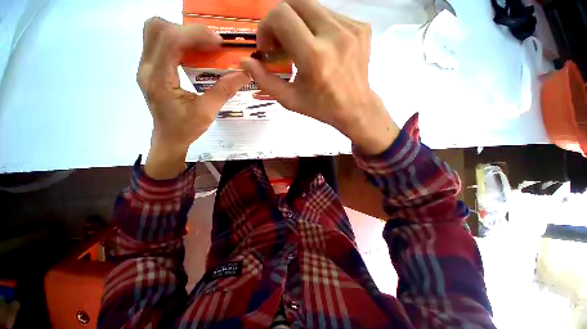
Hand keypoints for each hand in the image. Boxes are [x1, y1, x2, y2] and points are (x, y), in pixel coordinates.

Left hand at [138, 18, 250, 178]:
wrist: (169, 138)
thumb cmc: (186, 128)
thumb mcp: (208, 112)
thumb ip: (224, 91)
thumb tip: (244, 74)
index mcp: (159, 79)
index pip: (170, 40)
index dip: (195, 34)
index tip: (218, 42)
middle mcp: (147, 67)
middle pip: (157, 28)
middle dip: (186, 30)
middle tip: (208, 43)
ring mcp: (145, 66)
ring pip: (155, 32)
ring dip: (180, 33)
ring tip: (201, 46)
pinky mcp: (150, 68)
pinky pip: (159, 43)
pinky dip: (178, 41)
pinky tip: (193, 54)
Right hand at [241, 0, 398, 153]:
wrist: (355, 108)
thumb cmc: (321, 108)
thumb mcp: (290, 100)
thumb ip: (265, 81)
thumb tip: (245, 62)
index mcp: (314, 56)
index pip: (281, 15)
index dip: (267, 26)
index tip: (269, 47)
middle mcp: (334, 35)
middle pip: (295, 2)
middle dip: (280, 21)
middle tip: (282, 44)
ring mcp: (351, 28)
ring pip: (313, 7)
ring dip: (299, 24)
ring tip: (301, 48)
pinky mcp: (361, 27)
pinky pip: (330, 16)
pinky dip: (318, 27)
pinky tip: (321, 48)